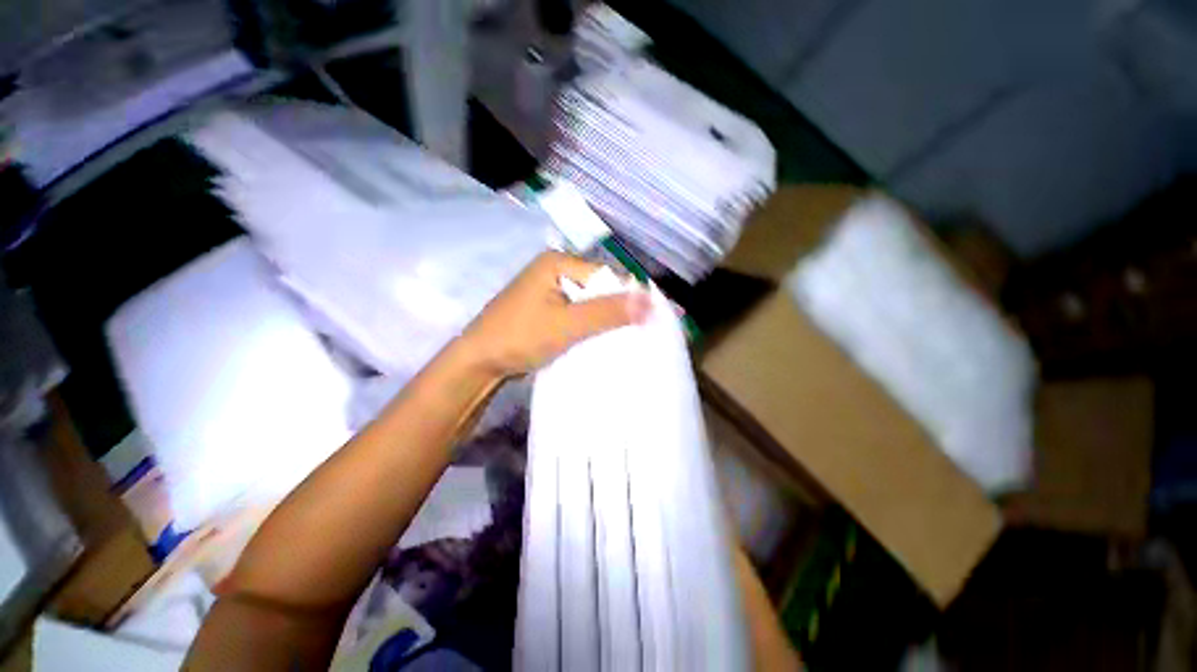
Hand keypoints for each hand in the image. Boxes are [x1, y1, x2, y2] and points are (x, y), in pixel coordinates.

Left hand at [459, 251, 650, 378]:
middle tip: (636, 333)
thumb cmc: (520, 337)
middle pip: (597, 288)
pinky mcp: (546, 309)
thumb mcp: (567, 324)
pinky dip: (588, 325)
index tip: (646, 320)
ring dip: (602, 320)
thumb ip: (608, 312)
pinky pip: (576, 313)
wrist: (479, 363)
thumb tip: (651, 301)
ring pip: (587, 303)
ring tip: (622, 338)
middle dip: (615, 310)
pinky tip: (599, 339)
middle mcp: (554, 270)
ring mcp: (548, 291)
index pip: (605, 275)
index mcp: (557, 262)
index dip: (626, 296)